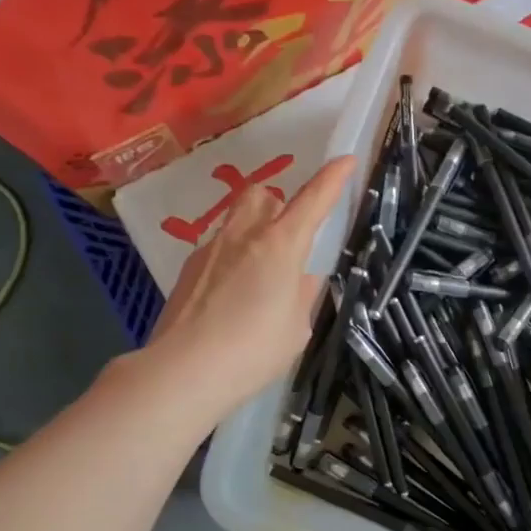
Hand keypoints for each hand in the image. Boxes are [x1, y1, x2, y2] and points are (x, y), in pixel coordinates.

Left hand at [147, 156, 356, 418]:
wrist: (184, 370)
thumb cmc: (254, 351)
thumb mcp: (296, 329)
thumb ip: (302, 296)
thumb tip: (300, 280)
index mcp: (280, 246)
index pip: (312, 201)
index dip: (332, 179)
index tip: (346, 160)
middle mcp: (243, 236)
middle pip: (261, 195)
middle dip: (278, 204)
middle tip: (288, 237)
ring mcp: (210, 250)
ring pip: (236, 220)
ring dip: (253, 233)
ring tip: (259, 276)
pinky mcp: (188, 270)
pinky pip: (218, 251)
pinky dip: (231, 262)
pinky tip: (230, 301)